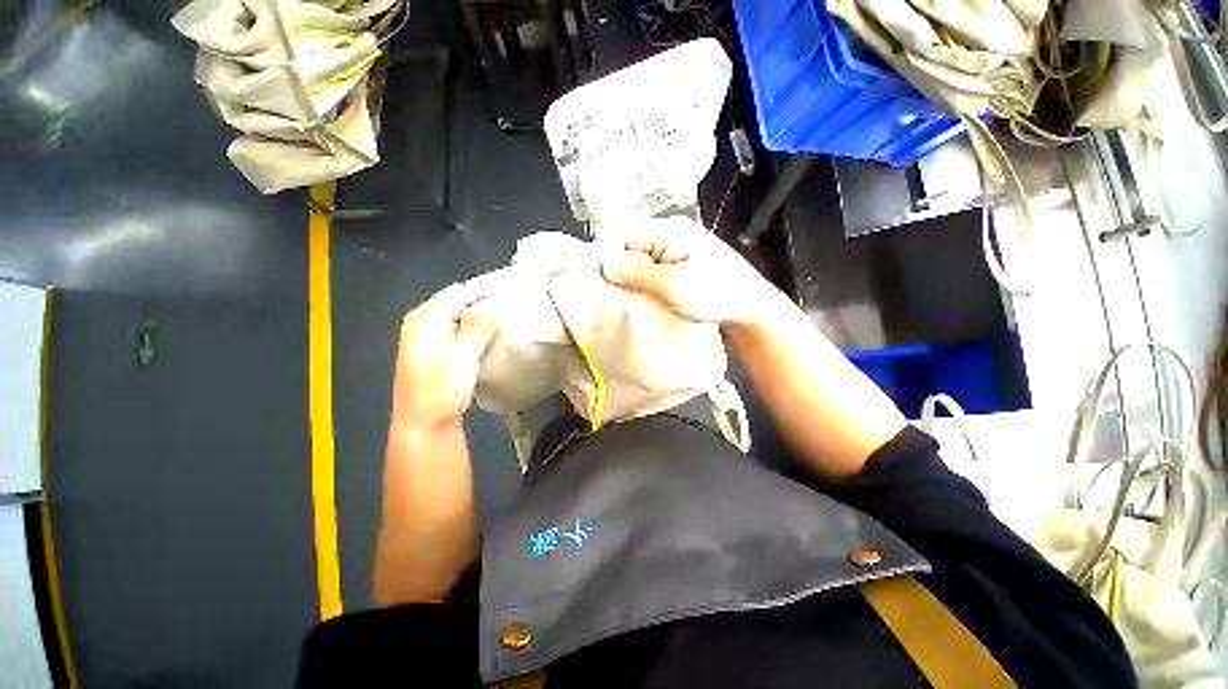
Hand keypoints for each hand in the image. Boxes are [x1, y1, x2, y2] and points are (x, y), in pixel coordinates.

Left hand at [391, 285, 499, 430]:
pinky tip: (494, 341)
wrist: (425, 425)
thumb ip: (479, 327)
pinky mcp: (439, 351)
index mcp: (424, 318)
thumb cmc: (440, 390)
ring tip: (508, 327)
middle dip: (486, 308)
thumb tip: (497, 305)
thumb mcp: (461, 356)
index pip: (460, 292)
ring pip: (464, 319)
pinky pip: (463, 333)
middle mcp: (424, 322)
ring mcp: (430, 337)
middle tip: (513, 315)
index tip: (512, 301)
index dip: (485, 295)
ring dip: (484, 323)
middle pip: (461, 304)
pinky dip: (478, 334)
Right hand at [600, 217, 782, 324]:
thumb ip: (638, 273)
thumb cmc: (715, 295)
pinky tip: (638, 294)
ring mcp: (675, 247)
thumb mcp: (673, 286)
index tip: (596, 281)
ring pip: (638, 257)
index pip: (623, 234)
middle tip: (609, 293)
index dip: (606, 255)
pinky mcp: (678, 262)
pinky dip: (641, 280)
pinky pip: (650, 267)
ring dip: (629, 275)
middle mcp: (670, 233)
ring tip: (622, 296)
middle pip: (629, 245)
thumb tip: (605, 264)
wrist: (748, 307)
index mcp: (669, 230)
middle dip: (617, 267)